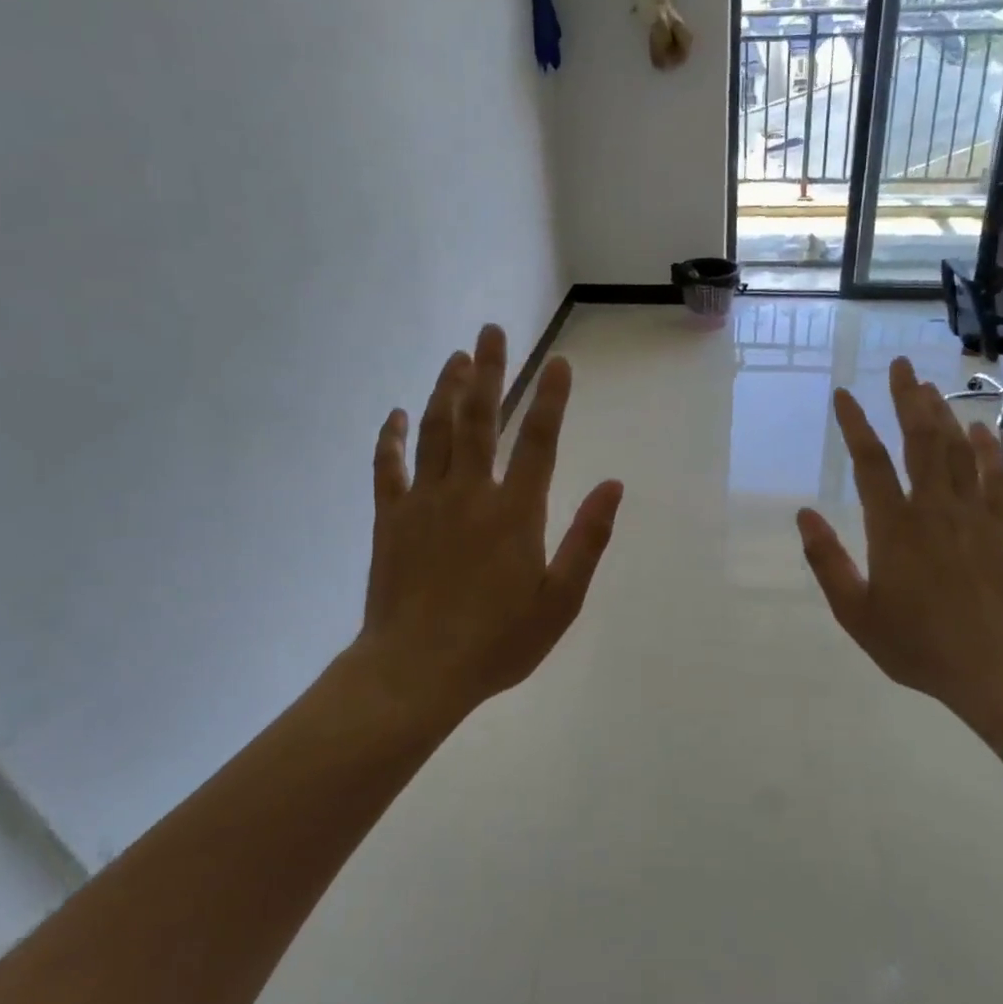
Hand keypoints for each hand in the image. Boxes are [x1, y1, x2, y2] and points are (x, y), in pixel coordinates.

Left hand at [355, 324, 623, 719]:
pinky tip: (395, 414)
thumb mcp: (560, 600)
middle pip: (481, 419)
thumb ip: (587, 539)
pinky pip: (388, 467)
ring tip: (456, 357)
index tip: (559, 362)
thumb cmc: (497, 641)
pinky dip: (391, 438)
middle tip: (492, 331)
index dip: (552, 399)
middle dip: (490, 372)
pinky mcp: (391, 519)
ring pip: (436, 432)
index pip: (540, 441)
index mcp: (516, 512)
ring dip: (446, 390)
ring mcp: (425, 502)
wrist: (416, 671)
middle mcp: (470, 493)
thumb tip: (614, 485)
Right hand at [796, 357, 1002, 715]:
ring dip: (942, 412)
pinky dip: (987, 448)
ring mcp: (973, 514)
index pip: (871, 462)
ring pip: (956, 449)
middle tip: (900, 364)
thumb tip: (804, 515)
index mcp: (894, 528)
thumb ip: (827, 561)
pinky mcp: (1001, 528)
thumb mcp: (856, 613)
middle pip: (921, 439)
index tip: (843, 394)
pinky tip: (980, 427)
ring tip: (928, 384)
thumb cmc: (918, 645)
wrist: (997, 670)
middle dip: (908, 398)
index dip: (855, 425)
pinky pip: (995, 476)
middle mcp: (934, 509)